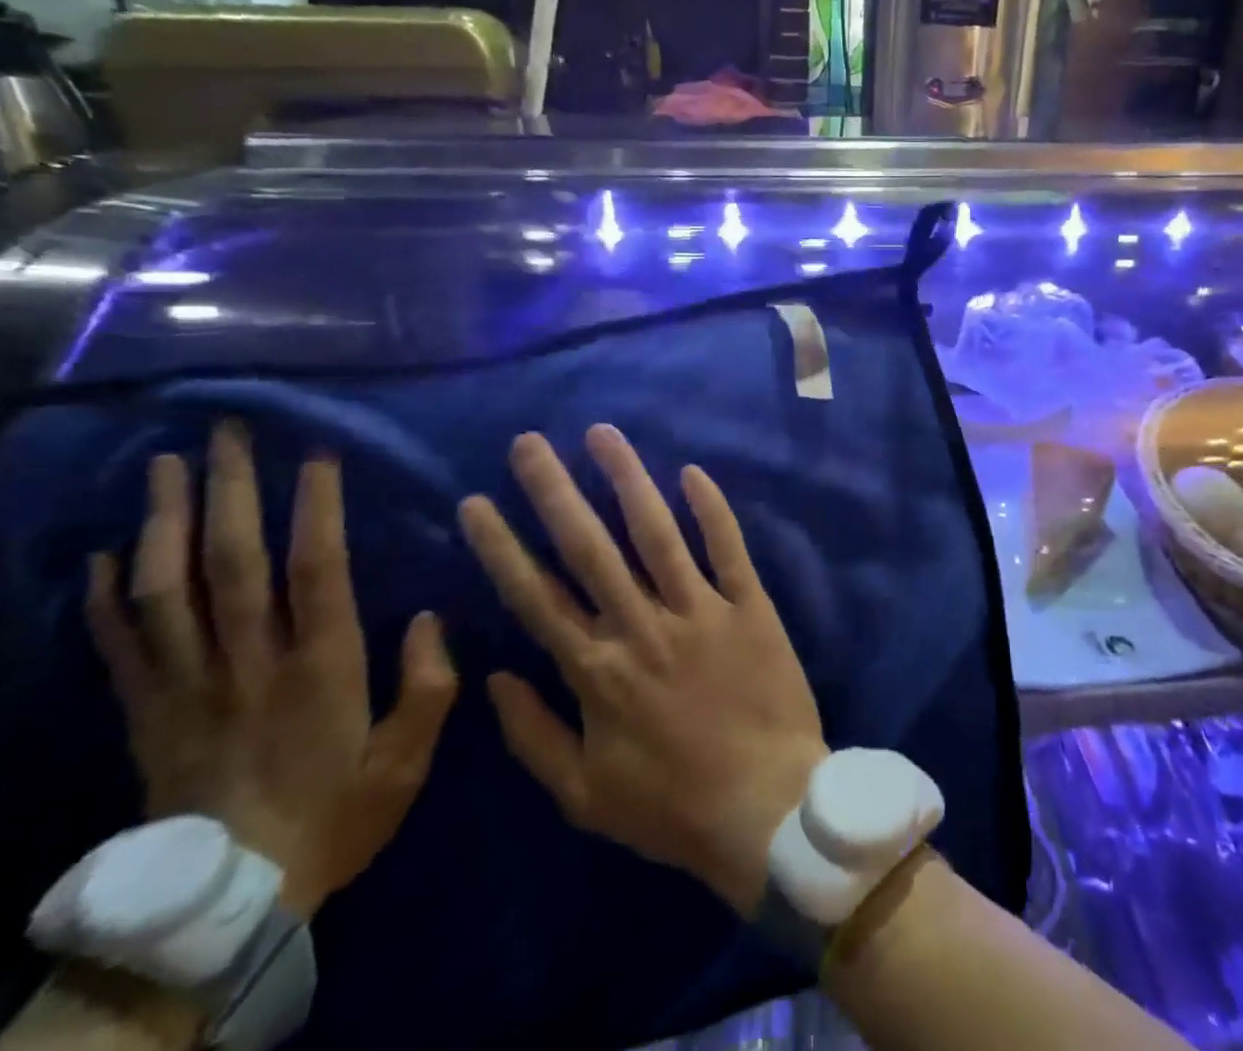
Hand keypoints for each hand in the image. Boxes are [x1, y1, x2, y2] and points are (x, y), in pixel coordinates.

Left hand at [85, 422, 458, 918]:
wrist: (226, 901)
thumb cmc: (335, 814)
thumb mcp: (407, 759)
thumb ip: (430, 684)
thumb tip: (432, 615)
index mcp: (320, 665)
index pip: (318, 568)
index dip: (317, 505)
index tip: (317, 452)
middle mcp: (249, 661)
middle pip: (233, 561)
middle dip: (230, 489)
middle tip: (227, 431)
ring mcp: (187, 684)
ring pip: (166, 589)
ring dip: (162, 522)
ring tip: (165, 466)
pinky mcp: (146, 711)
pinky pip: (117, 644)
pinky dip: (106, 595)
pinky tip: (106, 552)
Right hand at [458, 425, 826, 914]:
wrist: (767, 809)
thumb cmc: (672, 807)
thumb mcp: (583, 795)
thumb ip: (533, 735)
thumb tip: (493, 678)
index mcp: (596, 669)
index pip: (536, 595)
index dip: (502, 547)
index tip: (475, 502)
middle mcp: (642, 625)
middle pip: (589, 546)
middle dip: (554, 490)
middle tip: (529, 442)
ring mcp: (699, 609)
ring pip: (656, 531)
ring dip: (627, 478)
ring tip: (602, 433)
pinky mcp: (749, 604)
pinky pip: (727, 546)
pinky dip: (711, 508)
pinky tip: (691, 471)